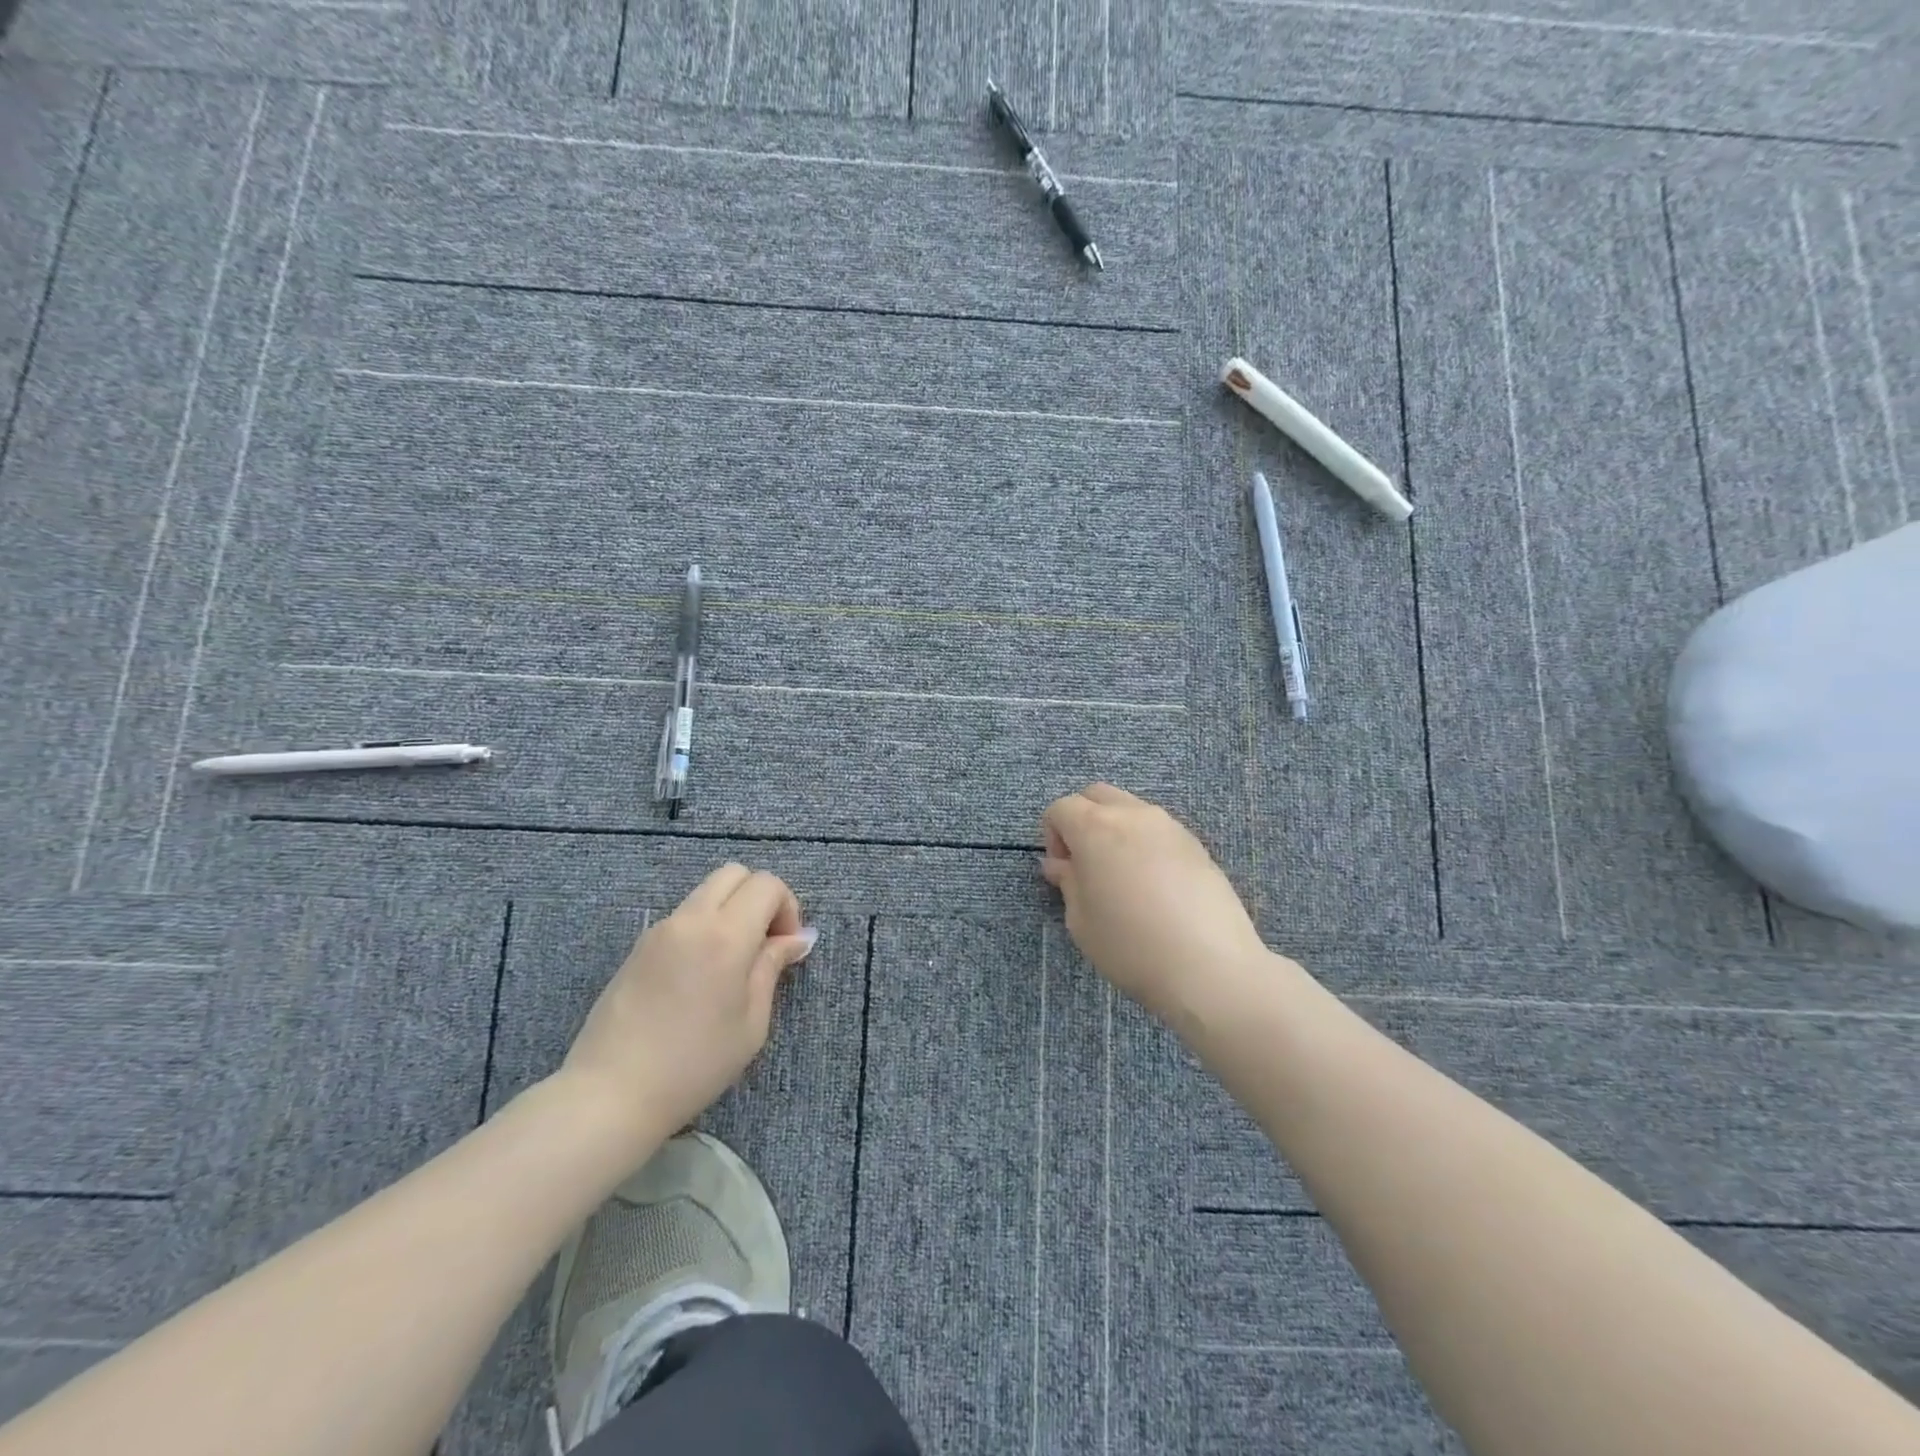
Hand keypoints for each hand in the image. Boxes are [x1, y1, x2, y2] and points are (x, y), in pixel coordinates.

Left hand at [560, 864, 816, 1143]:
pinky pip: (683, 917)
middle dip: (759, 897)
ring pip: (706, 892)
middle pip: (734, 874)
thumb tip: (795, 938)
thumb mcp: (751, 1022)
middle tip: (764, 943)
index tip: (786, 946)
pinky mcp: (638, 947)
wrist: (611, 1093)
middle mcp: (691, 920)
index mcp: (725, 935)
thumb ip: (772, 968)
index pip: (766, 884)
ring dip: (730, 911)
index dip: (787, 907)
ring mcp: (660, 930)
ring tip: (732, 964)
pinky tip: (700, 977)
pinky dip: (704, 927)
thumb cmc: (694, 1064)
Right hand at [1041, 784, 1270, 1025]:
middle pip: (1096, 795)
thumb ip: (1068, 883)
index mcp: (1096, 827)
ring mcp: (1169, 826)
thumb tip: (1062, 865)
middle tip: (1084, 863)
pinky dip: (1144, 843)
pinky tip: (1153, 886)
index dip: (1052, 835)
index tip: (1062, 870)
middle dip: (1081, 819)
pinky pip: (1158, 830)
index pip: (1061, 808)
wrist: (1209, 967)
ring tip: (1121, 876)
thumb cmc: (1130, 945)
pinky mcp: (1196, 844)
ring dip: (1115, 829)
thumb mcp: (1081, 921)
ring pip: (1130, 809)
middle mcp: (1133, 814)